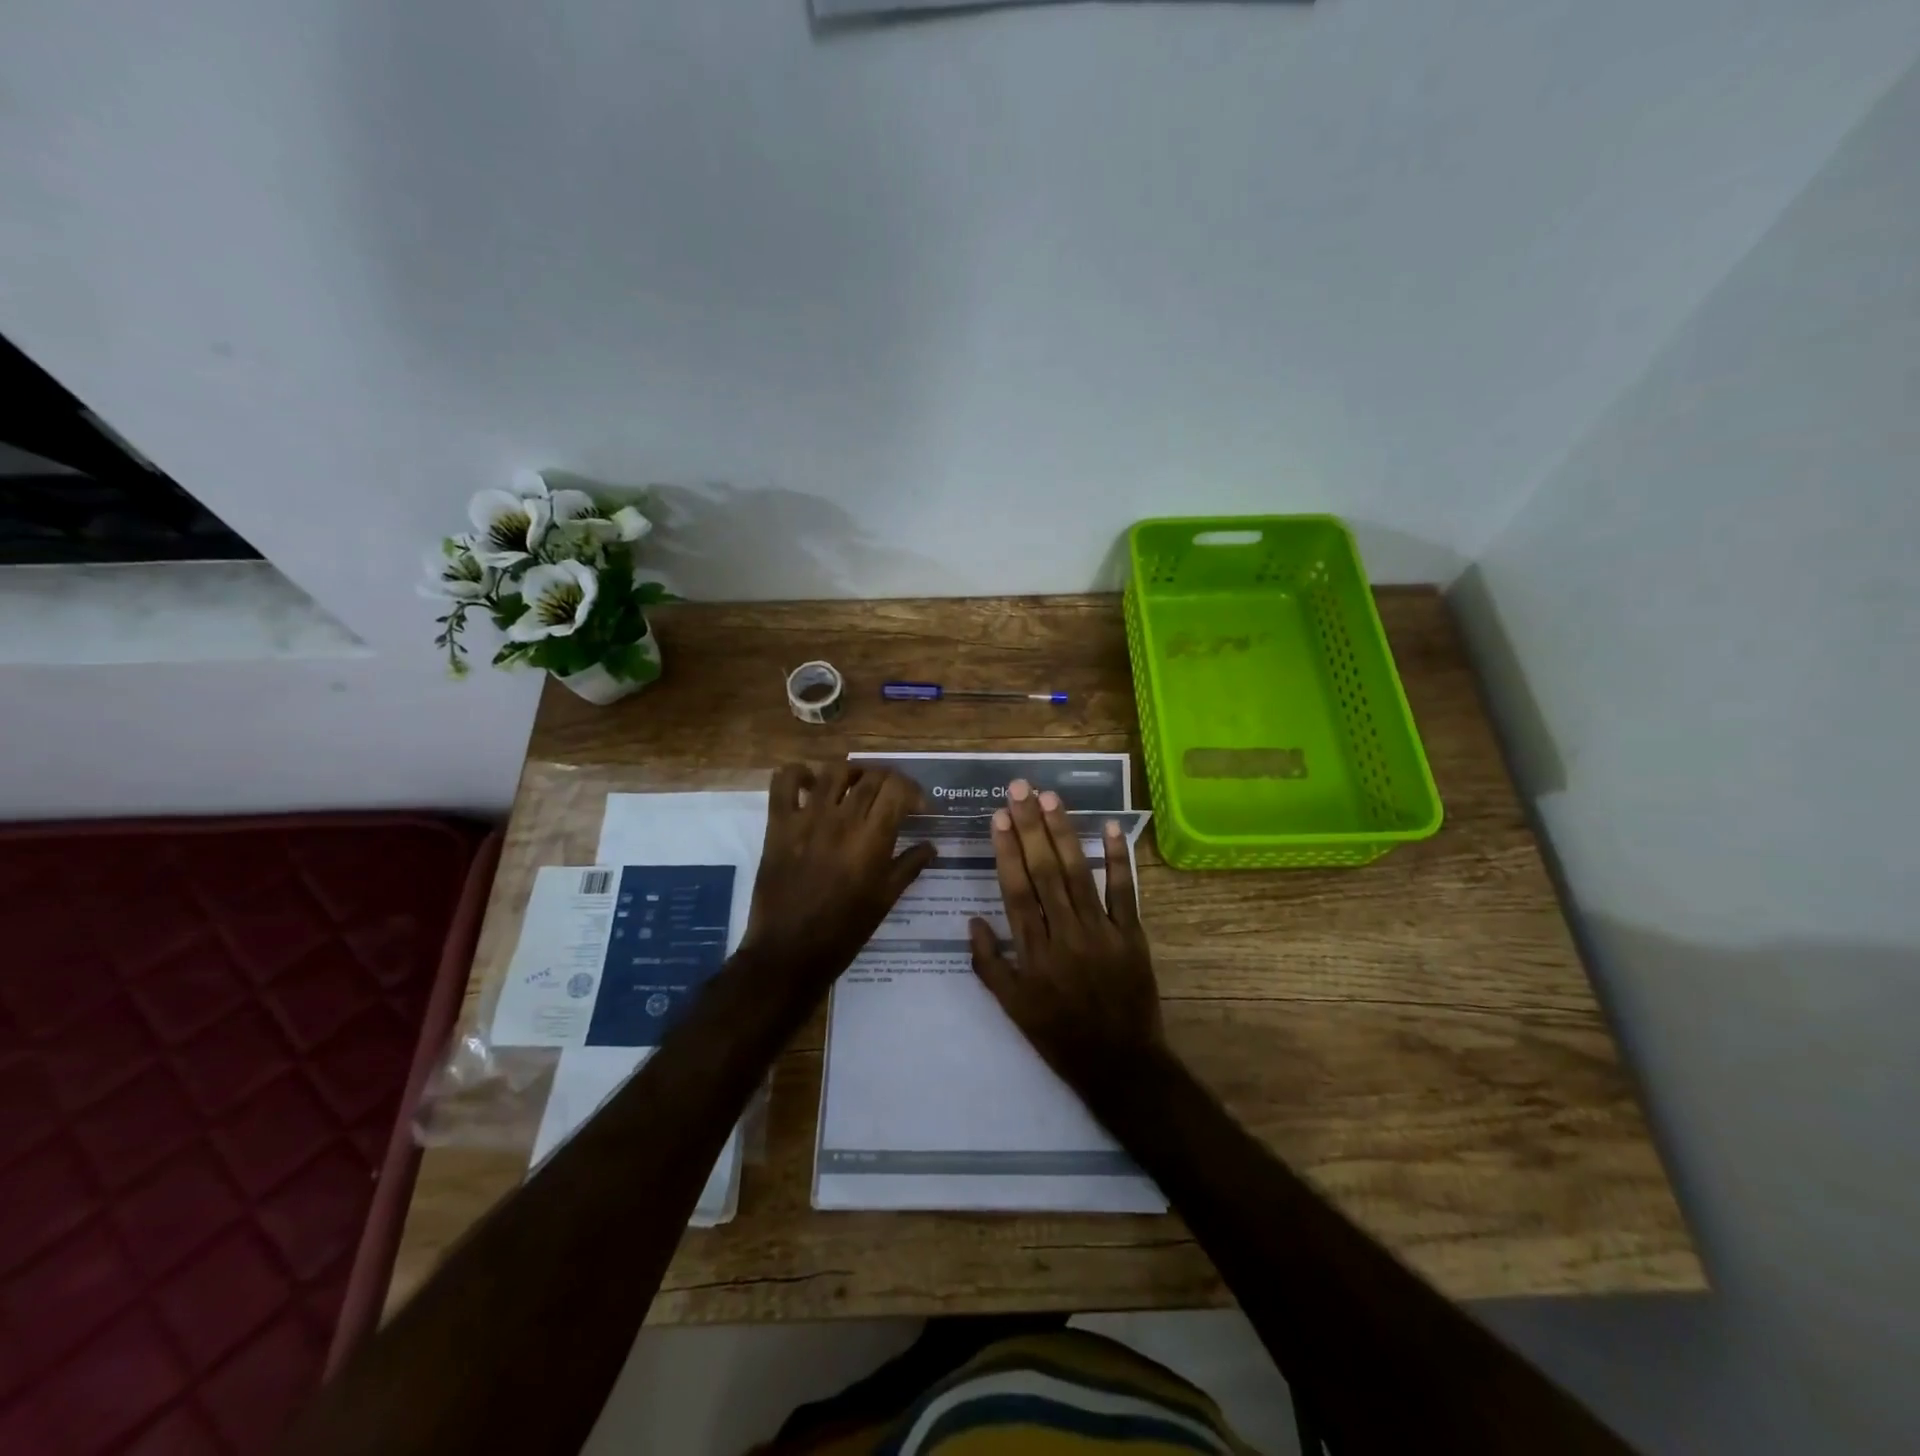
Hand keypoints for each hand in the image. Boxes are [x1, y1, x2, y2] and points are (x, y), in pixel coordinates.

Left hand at [740, 762, 935, 999]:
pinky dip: (798, 774)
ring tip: (856, 786)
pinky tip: (810, 784)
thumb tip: (931, 846)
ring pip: (833, 771)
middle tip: (891, 797)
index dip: (913, 790)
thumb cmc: (844, 931)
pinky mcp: (778, 824)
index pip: (898, 788)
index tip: (917, 807)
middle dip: (888, 781)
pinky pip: (784, 781)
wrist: (790, 952)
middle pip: (871, 776)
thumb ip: (910, 866)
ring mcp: (807, 818)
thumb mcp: (886, 900)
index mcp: (872, 839)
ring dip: (851, 772)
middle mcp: (842, 819)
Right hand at [967, 780, 1166, 1097]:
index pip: (1016, 890)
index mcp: (1033, 952)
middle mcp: (1065, 934)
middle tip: (1021, 789)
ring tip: (1051, 798)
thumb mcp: (1012, 1009)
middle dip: (1031, 827)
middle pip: (1045, 872)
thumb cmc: (1059, 1036)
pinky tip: (1111, 827)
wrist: (1120, 1064)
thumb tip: (973, 920)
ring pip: (1079, 873)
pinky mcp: (1131, 935)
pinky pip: (1124, 892)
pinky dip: (1118, 859)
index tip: (999, 816)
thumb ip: (989, 964)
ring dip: (1065, 833)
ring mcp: (1102, 931)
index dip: (1007, 850)